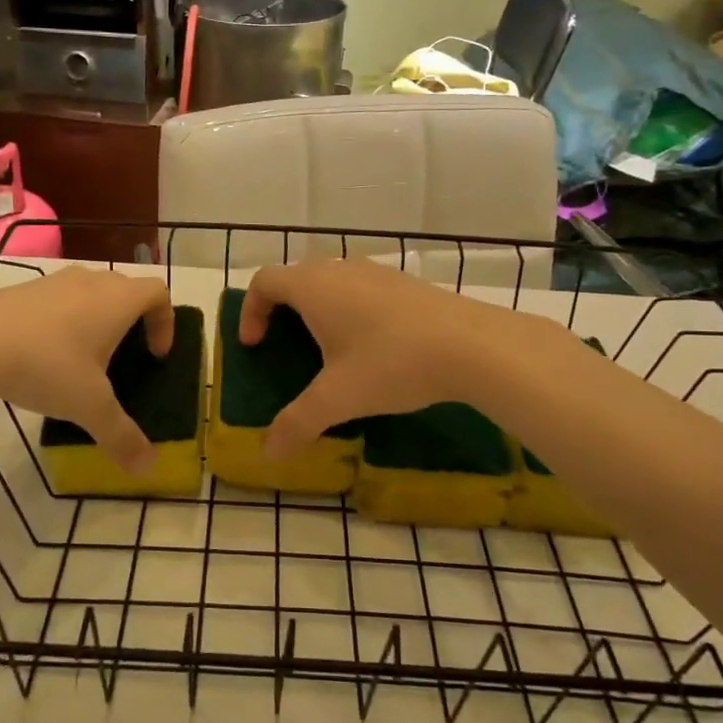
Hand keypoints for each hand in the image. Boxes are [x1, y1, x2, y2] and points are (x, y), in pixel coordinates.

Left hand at [0, 268, 173, 471]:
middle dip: (132, 321)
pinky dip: (63, 321)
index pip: (157, 293)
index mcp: (118, 300)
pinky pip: (57, 300)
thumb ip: (121, 435)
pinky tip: (43, 356)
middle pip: (125, 290)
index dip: (165, 321)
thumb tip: (148, 468)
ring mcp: (53, 281)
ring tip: (82, 359)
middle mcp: (91, 282)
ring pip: (89, 293)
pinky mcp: (22, 289)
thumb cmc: (46, 364)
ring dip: (96, 319)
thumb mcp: (88, 406)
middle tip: (123, 357)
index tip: (155, 354)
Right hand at [239, 259, 493, 457]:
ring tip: (327, 349)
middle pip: (296, 277)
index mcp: (313, 287)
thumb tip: (269, 453)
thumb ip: (298, 423)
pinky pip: (361, 289)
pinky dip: (349, 310)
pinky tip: (371, 347)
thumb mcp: (339, 398)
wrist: (472, 345)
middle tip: (284, 346)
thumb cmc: (391, 362)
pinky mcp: (405, 283)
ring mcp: (376, 272)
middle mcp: (340, 269)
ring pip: (331, 281)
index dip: (250, 310)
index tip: (255, 345)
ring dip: (318, 309)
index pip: (264, 281)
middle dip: (281, 309)